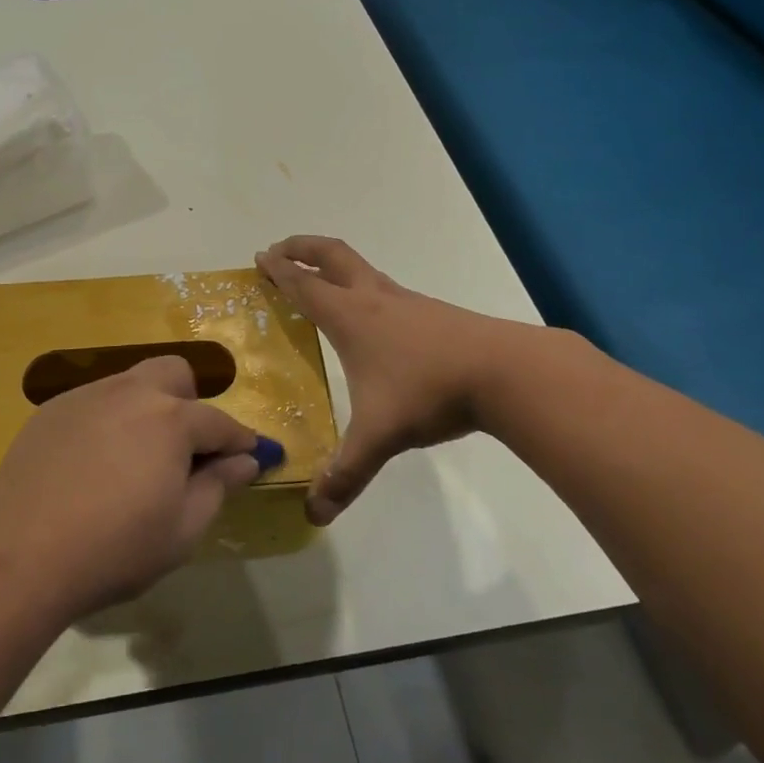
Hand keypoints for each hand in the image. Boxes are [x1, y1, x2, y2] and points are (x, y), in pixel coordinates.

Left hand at [0, 357, 266, 617]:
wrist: (24, 556)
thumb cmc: (116, 549)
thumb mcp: (182, 530)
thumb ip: (218, 486)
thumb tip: (245, 460)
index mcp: (171, 419)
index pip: (219, 422)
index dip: (239, 440)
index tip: (250, 456)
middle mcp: (130, 392)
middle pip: (173, 374)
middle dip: (189, 402)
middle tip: (183, 449)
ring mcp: (86, 396)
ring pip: (130, 384)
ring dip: (145, 410)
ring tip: (133, 459)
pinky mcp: (52, 410)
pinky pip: (93, 404)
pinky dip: (106, 423)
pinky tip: (90, 465)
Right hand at [257, 236, 509, 525]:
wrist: (504, 371)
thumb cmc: (429, 391)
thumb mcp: (380, 436)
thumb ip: (346, 474)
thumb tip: (313, 514)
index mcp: (349, 317)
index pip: (304, 285)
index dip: (278, 270)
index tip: (259, 257)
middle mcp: (373, 299)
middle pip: (331, 255)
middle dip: (302, 248)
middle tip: (280, 250)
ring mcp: (405, 301)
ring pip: (360, 269)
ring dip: (332, 265)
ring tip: (320, 281)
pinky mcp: (431, 312)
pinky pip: (384, 288)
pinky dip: (362, 287)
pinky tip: (371, 317)